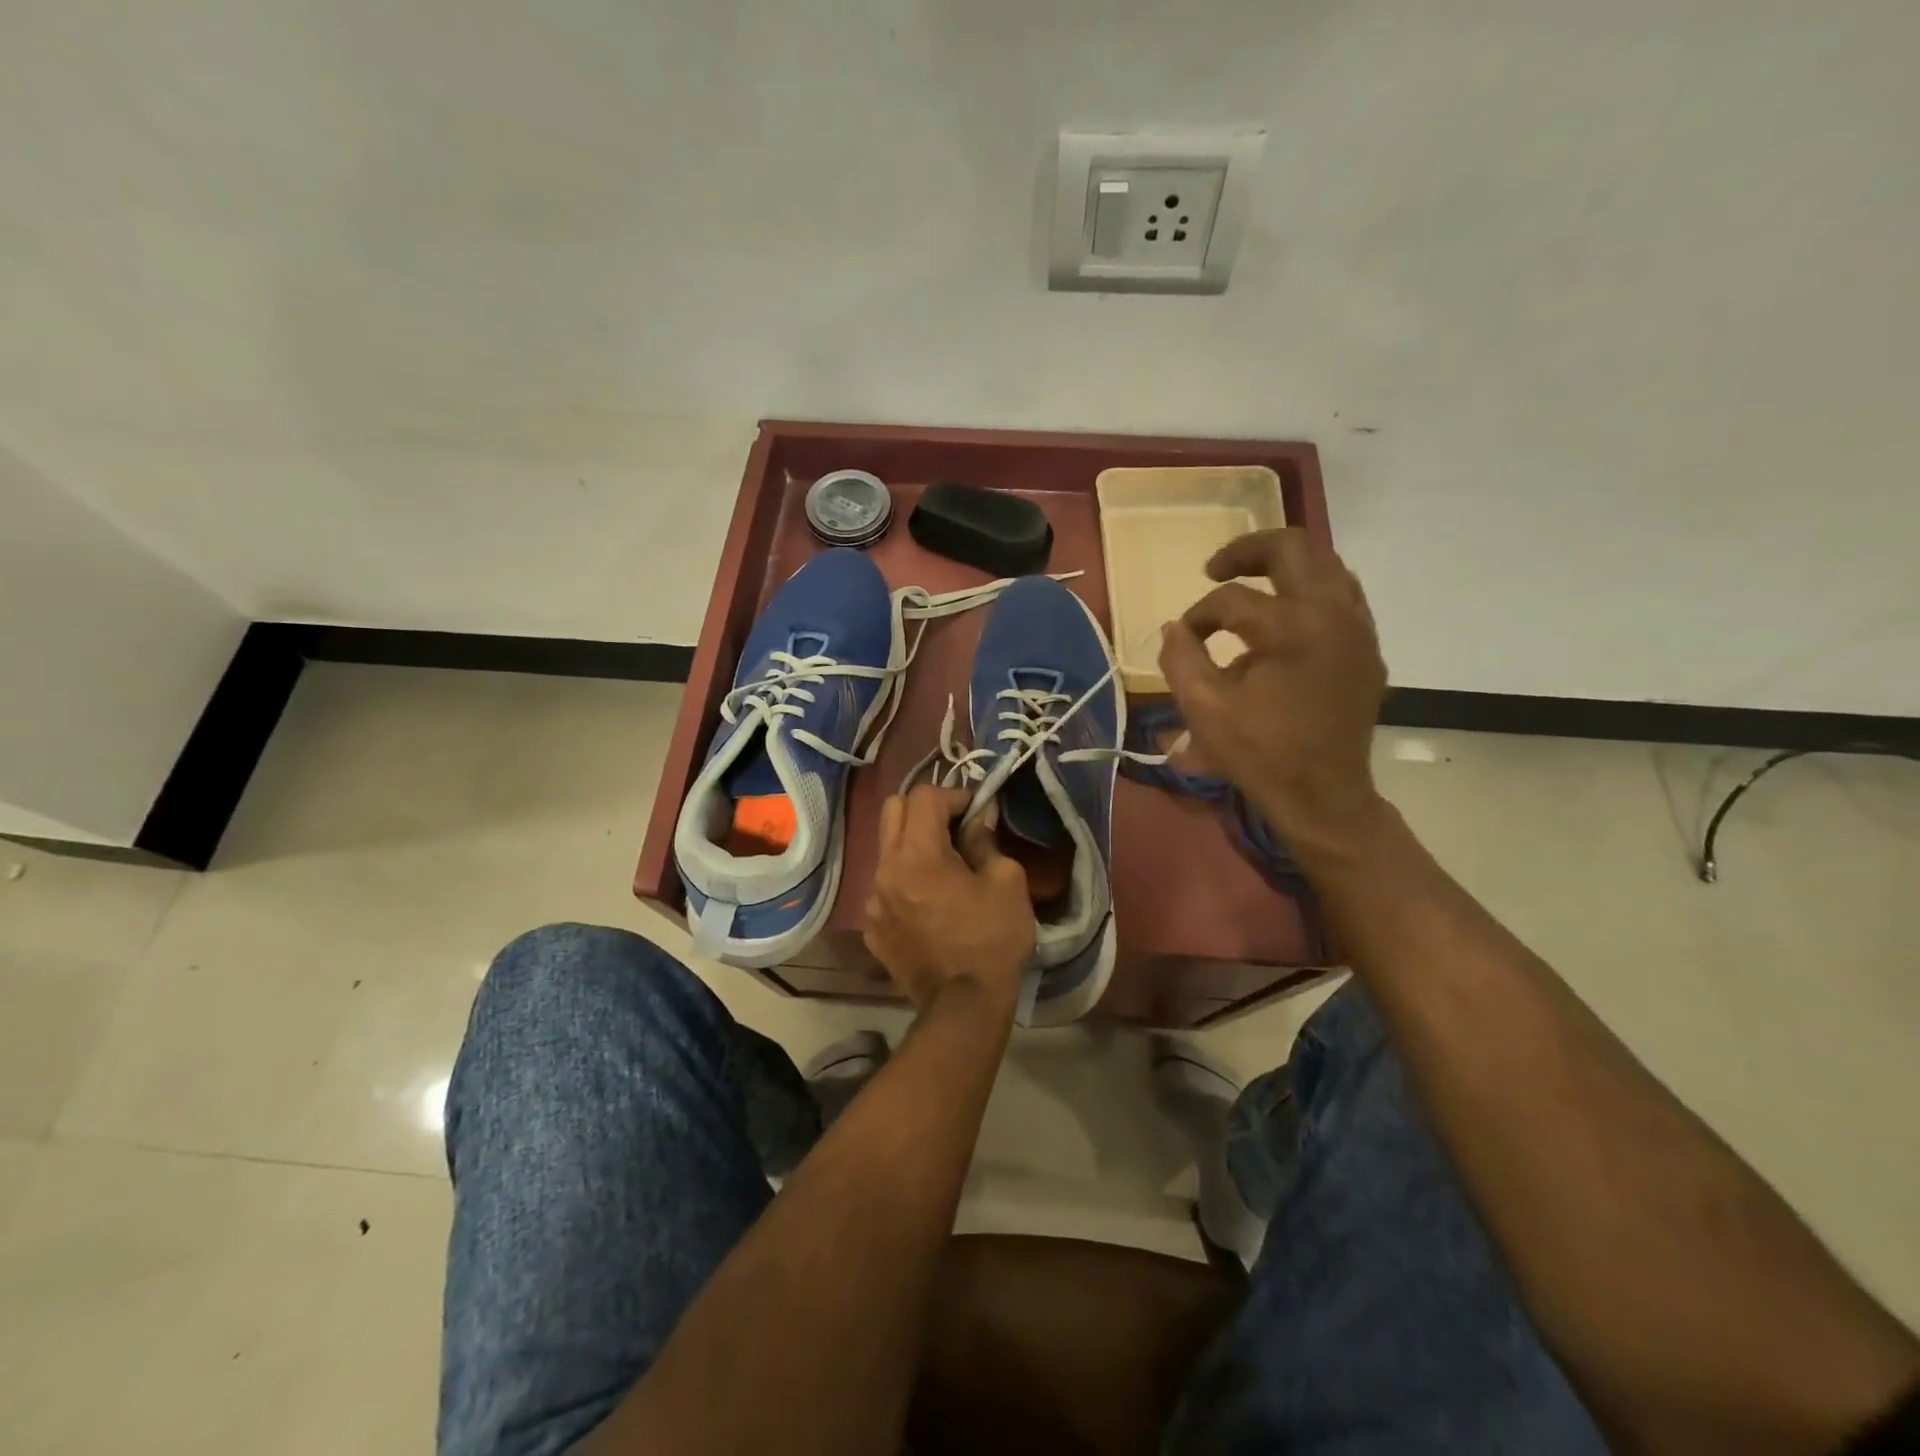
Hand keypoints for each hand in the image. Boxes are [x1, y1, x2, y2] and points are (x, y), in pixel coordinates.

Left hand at [863, 785, 1035, 1016]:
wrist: (963, 1007)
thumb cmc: (992, 940)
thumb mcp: (1006, 882)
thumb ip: (986, 840)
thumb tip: (978, 818)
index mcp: (917, 854)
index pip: (924, 796)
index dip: (954, 795)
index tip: (977, 812)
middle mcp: (885, 869)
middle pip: (892, 810)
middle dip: (925, 809)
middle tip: (955, 828)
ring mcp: (873, 900)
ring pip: (886, 848)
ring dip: (912, 844)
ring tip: (944, 868)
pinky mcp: (872, 927)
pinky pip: (884, 886)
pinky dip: (905, 881)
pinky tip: (930, 904)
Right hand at [1158, 528, 1388, 851]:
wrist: (1323, 795)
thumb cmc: (1260, 753)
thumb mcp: (1203, 709)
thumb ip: (1180, 657)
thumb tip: (1175, 627)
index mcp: (1290, 627)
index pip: (1232, 599)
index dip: (1198, 615)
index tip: (1184, 638)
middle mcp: (1332, 613)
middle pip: (1292, 548)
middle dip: (1247, 551)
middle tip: (1215, 570)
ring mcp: (1358, 629)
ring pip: (1326, 565)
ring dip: (1284, 566)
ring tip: (1253, 584)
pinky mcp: (1368, 649)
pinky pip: (1344, 596)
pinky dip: (1312, 591)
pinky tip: (1289, 614)